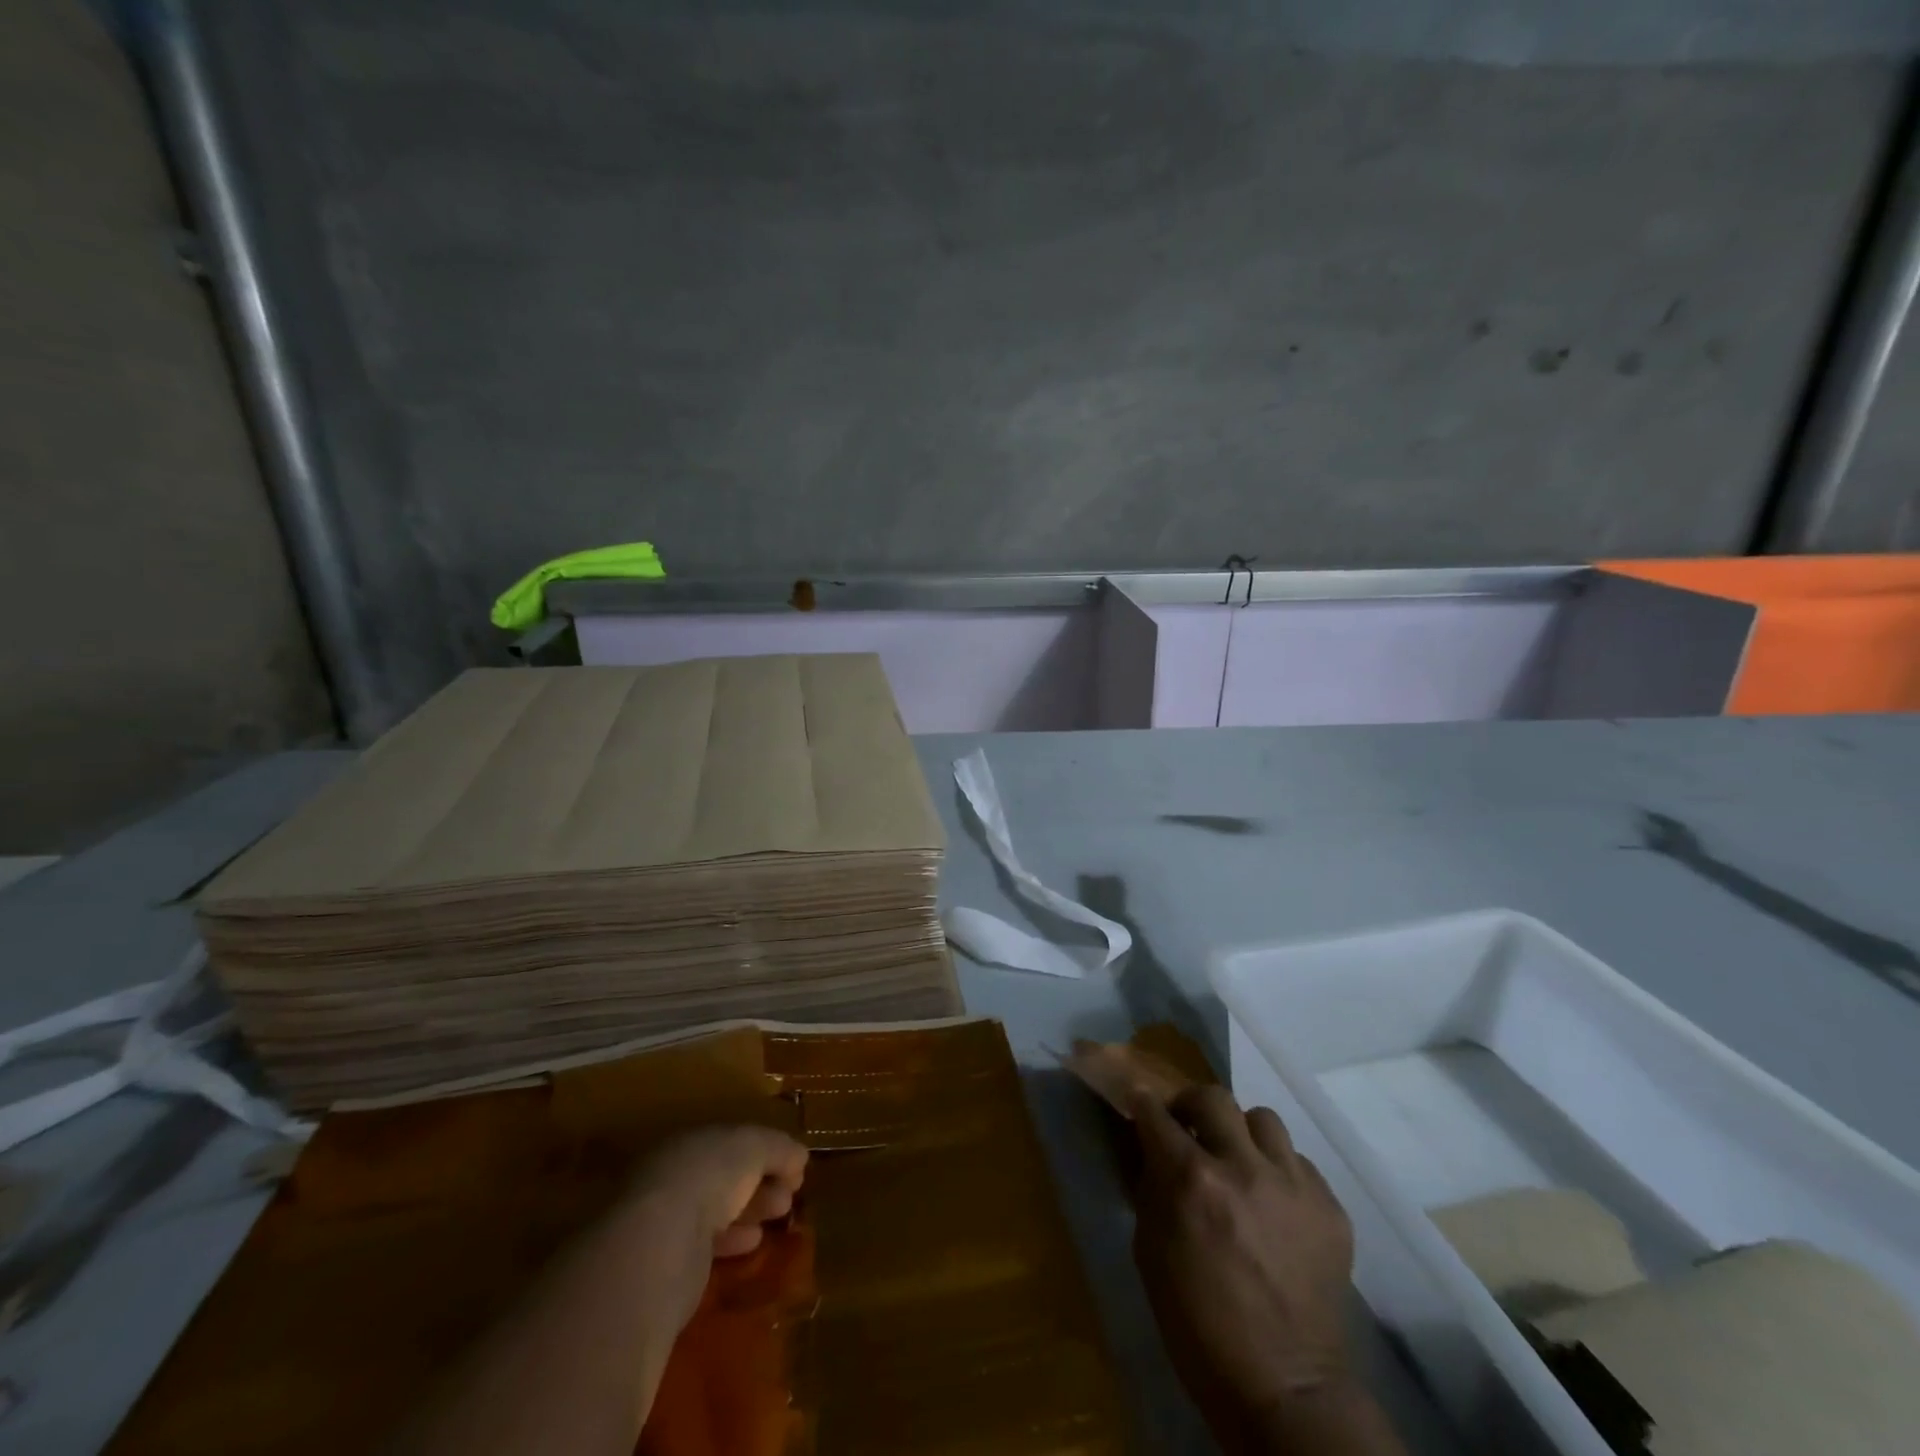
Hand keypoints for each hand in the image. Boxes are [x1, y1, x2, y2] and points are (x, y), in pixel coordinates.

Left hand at [617, 1125, 808, 1330]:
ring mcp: (668, 1220)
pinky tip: (755, 1241)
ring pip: (718, 1209)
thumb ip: (779, 1148)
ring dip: (752, 1209)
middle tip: (792, 1192)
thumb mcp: (755, 1146)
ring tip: (782, 1213)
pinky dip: (734, 1240)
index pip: (731, 1141)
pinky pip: (709, 1244)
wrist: (662, 1242)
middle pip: (725, 1176)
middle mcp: (674, 1176)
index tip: (794, 1164)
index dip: (765, 1150)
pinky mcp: (669, 1263)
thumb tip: (800, 1156)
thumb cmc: (710, 1175)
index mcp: (689, 1141)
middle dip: (762, 1180)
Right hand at [1131, 1086, 1358, 1447]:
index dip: (1142, 1104)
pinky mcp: (1331, 1209)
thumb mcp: (1150, 1252)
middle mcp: (1242, 1167)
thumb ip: (1151, 1189)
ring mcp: (1293, 1185)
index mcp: (1191, 1180)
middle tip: (1188, 1129)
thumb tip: (1150, 1150)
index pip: (1156, 1112)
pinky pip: (1299, 1162)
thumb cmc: (1198, 1326)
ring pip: (1263, 1119)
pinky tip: (1274, 1205)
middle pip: (1213, 1097)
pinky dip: (1279, 1172)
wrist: (1285, 1389)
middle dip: (1192, 1107)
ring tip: (1239, 1163)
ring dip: (1242, 1134)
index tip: (1139, 1103)